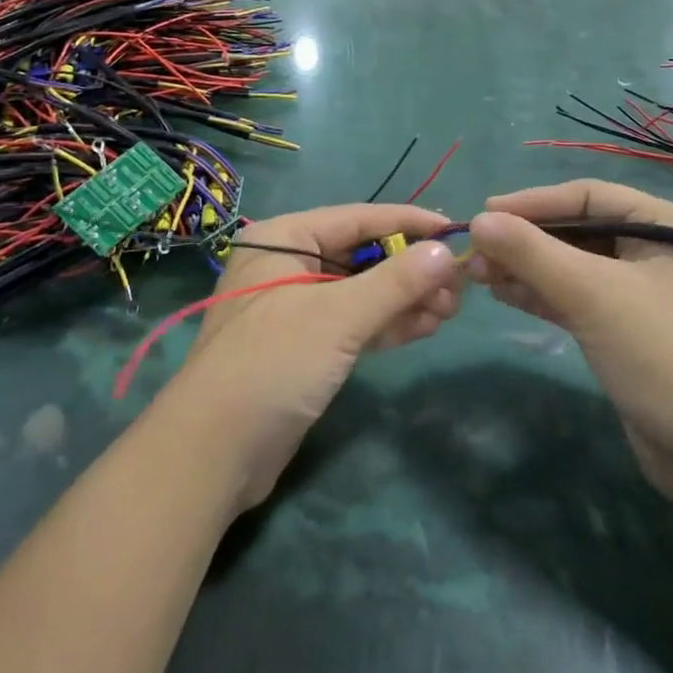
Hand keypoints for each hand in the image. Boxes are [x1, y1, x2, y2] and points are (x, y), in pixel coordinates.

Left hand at [161, 204, 462, 511]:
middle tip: (459, 285)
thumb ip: (394, 282)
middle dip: (410, 269)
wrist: (213, 454)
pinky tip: (427, 325)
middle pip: (362, 255)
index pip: (357, 218)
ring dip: (405, 299)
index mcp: (283, 239)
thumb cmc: (272, 364)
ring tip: (452, 308)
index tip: (454, 230)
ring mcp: (295, 309)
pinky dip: (387, 324)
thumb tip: (445, 252)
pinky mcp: (304, 348)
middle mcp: (287, 265)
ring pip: (361, 292)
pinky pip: (353, 324)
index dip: (408, 223)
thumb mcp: (337, 317)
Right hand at [468, 181, 672, 508]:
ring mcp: (641, 294)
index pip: (587, 196)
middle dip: (525, 240)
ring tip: (479, 274)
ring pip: (572, 266)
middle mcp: (654, 250)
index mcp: (663, 224)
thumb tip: (478, 221)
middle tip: (476, 252)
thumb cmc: (664, 354)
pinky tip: (504, 295)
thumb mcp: (593, 294)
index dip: (533, 202)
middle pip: (577, 230)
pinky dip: (541, 295)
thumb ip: (532, 253)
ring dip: (527, 268)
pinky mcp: (626, 331)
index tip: (484, 214)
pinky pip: (576, 299)